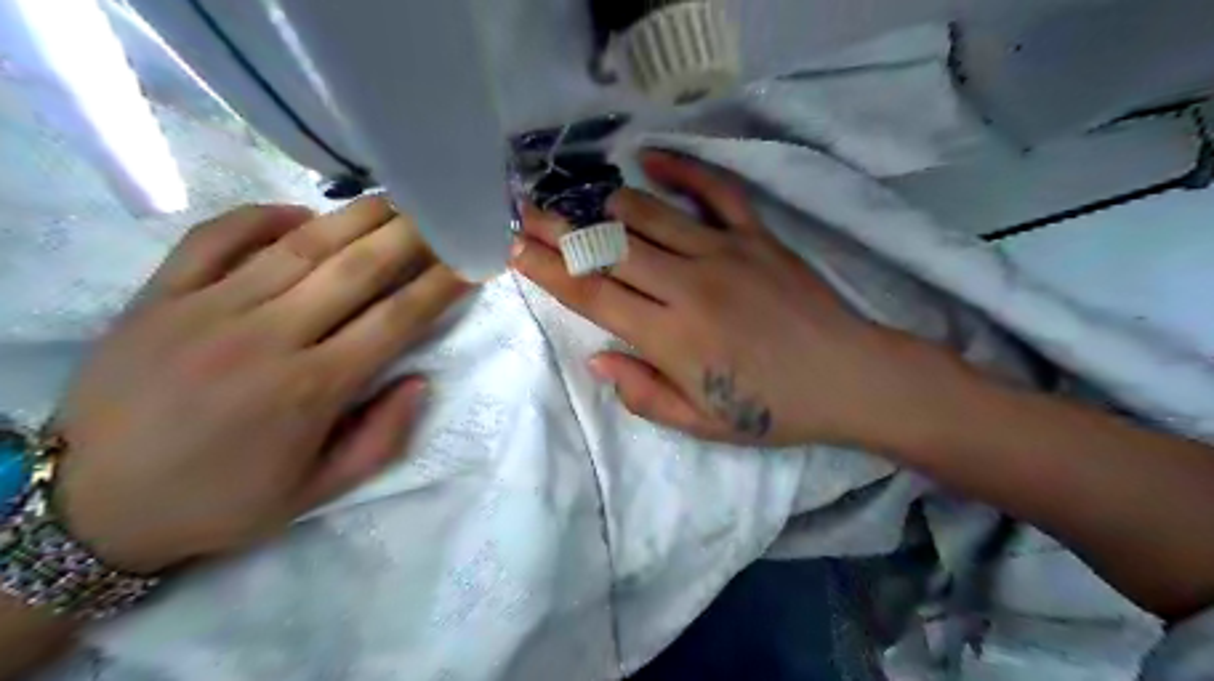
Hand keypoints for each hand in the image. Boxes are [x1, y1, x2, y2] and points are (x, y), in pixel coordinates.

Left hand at [56, 196, 472, 572]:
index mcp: (312, 389)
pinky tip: (301, 212)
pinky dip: (262, 216)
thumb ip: (379, 439)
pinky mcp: (160, 296)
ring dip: (355, 217)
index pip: (396, 320)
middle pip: (357, 270)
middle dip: (410, 237)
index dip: (440, 285)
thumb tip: (420, 382)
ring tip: (394, 200)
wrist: (88, 508)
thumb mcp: (316, 492)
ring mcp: (209, 309)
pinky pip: (216, 237)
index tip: (469, 261)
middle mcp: (269, 338)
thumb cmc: (221, 501)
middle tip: (442, 212)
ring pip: (299, 246)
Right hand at [508, 152, 952, 449]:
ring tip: (576, 199)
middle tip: (527, 213)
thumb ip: (643, 392)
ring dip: (605, 204)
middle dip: (559, 229)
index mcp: (670, 337)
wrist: (849, 378)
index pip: (591, 295)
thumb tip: (596, 359)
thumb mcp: (701, 423)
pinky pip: (715, 191)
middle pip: (608, 248)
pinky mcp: (757, 236)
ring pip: (648, 214)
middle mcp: (687, 285)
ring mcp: (724, 253)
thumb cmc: (772, 409)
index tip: (514, 249)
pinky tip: (653, 158)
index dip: (547, 270)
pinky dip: (683, 170)